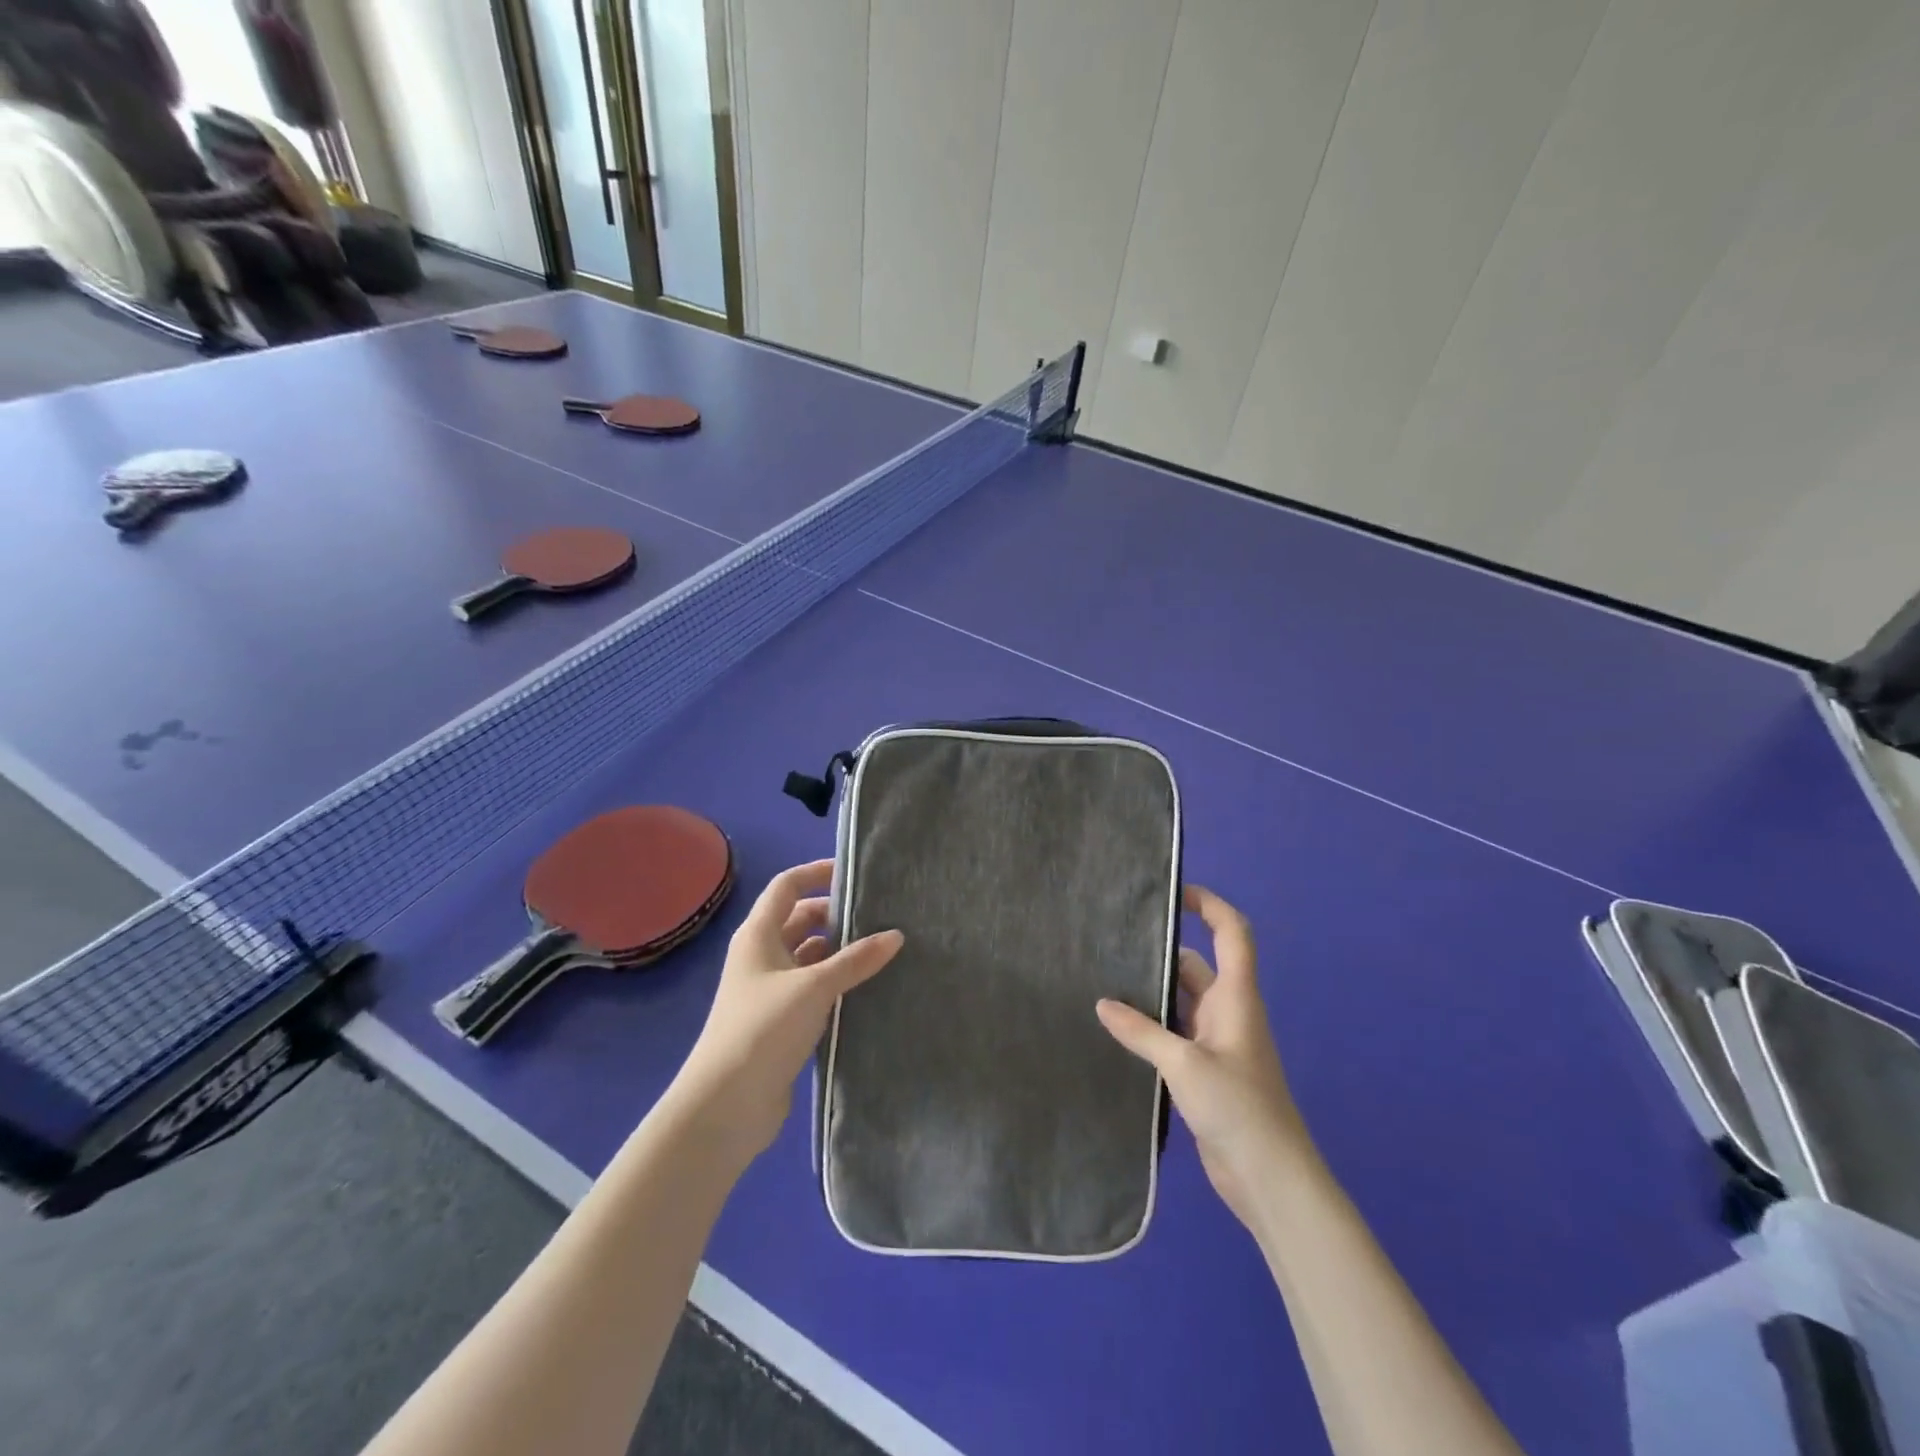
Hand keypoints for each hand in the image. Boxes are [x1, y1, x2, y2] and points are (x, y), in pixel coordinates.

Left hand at [672, 860, 903, 1164]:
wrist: (726, 1104)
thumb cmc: (764, 1028)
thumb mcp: (814, 987)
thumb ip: (856, 960)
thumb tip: (895, 935)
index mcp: (758, 935)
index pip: (787, 886)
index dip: (817, 874)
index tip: (854, 873)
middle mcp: (761, 955)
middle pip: (800, 919)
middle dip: (835, 915)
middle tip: (878, 916)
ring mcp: (769, 989)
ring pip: (808, 955)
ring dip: (838, 951)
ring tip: (881, 949)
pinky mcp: (780, 1020)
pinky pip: (812, 987)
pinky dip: (835, 981)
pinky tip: (865, 986)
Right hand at [1097, 884, 1309, 1230]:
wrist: (1270, 1179)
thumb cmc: (1238, 1108)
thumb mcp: (1184, 1064)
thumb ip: (1142, 1032)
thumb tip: (1102, 1003)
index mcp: (1236, 998)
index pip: (1232, 934)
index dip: (1210, 905)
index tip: (1173, 892)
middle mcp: (1228, 1012)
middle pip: (1196, 965)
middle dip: (1162, 951)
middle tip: (1113, 941)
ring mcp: (1216, 1043)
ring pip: (1182, 1001)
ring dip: (1152, 993)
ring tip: (1104, 979)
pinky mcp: (1204, 1071)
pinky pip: (1175, 1033)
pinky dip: (1152, 1026)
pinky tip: (1118, 1029)